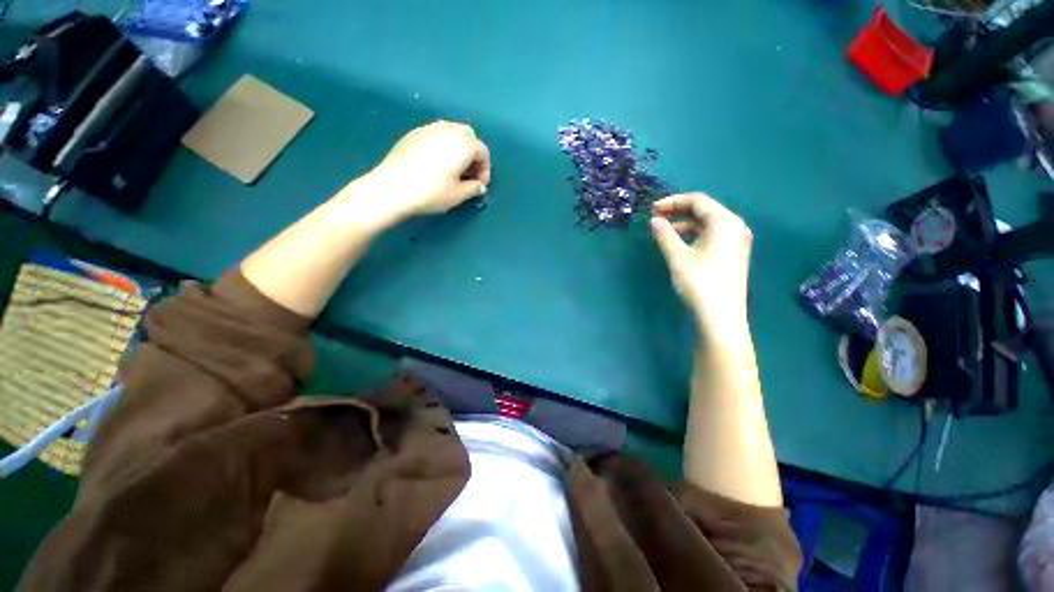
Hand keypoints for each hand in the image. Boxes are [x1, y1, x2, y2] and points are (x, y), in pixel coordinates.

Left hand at [364, 121, 490, 222]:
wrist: (393, 187)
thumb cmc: (432, 192)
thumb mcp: (458, 195)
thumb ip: (474, 188)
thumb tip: (479, 186)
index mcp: (463, 144)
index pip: (483, 152)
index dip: (485, 170)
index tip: (480, 186)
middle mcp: (448, 130)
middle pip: (468, 136)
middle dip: (472, 154)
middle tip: (468, 174)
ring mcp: (429, 129)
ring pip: (451, 132)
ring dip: (457, 148)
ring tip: (453, 168)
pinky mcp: (413, 134)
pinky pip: (435, 135)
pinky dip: (442, 146)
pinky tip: (435, 164)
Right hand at [650, 193, 752, 330]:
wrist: (721, 316)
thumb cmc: (699, 282)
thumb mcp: (677, 257)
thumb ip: (665, 235)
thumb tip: (655, 221)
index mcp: (725, 222)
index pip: (698, 201)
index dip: (673, 201)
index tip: (652, 209)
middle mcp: (735, 227)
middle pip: (705, 210)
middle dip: (678, 211)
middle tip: (656, 218)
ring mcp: (737, 241)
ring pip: (708, 224)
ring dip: (685, 224)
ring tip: (664, 232)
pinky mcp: (733, 254)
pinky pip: (712, 236)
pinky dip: (694, 235)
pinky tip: (680, 244)